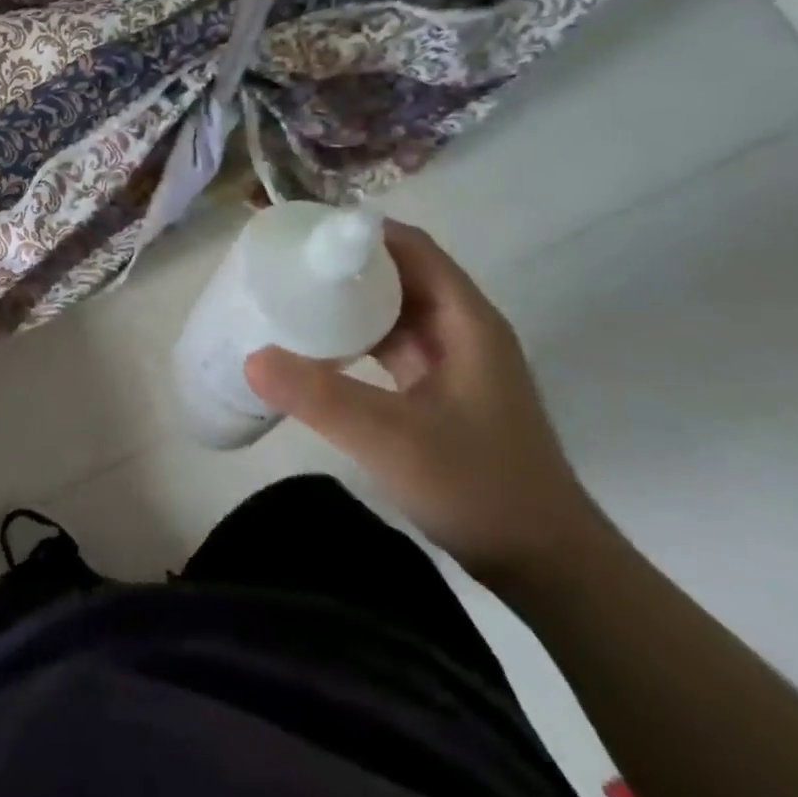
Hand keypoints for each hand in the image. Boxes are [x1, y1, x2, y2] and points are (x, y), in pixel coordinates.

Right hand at [244, 221, 603, 585]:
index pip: (410, 248)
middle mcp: (462, 330)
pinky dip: (356, 338)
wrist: (546, 564)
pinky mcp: (441, 392)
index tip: (302, 232)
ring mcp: (453, 363)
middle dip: (344, 265)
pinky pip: (391, 346)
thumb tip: (251, 357)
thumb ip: (320, 397)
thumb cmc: (479, 487)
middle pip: (399, 274)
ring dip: (348, 302)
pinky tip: (318, 350)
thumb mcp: (391, 438)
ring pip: (394, 311)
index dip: (359, 232)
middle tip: (284, 265)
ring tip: (291, 298)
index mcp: (465, 321)